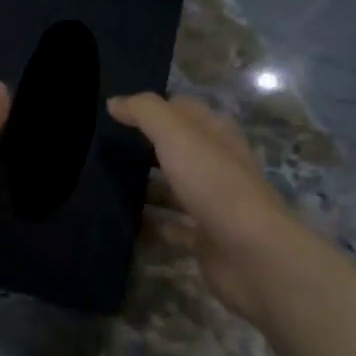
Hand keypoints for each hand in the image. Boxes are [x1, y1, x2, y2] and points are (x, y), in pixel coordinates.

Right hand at [109, 93, 312, 325]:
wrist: (252, 253)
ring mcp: (212, 204)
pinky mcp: (205, 239)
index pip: (183, 110)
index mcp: (216, 135)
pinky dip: (150, 225)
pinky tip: (122, 222)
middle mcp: (217, 165)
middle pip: (178, 150)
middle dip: (145, 147)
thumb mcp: (177, 136)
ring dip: (146, 187)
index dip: (152, 108)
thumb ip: (145, 113)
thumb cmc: (214, 184)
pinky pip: (171, 226)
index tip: (115, 112)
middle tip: (103, 149)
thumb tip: (114, 101)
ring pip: (173, 189)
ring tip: (104, 185)